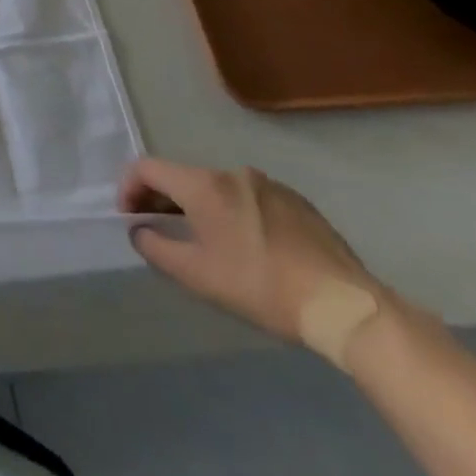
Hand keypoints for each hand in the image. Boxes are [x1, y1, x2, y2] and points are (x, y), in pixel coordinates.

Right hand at [119, 158, 381, 344]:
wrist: (347, 308)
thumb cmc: (261, 286)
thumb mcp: (196, 275)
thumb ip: (155, 246)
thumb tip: (140, 231)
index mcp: (203, 185)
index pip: (146, 168)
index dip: (128, 189)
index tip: (130, 219)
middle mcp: (233, 173)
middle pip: (182, 177)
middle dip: (162, 201)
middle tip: (160, 232)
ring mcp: (269, 185)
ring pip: (216, 189)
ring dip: (198, 208)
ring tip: (204, 243)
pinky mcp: (298, 203)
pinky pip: (249, 199)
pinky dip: (233, 214)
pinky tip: (247, 248)